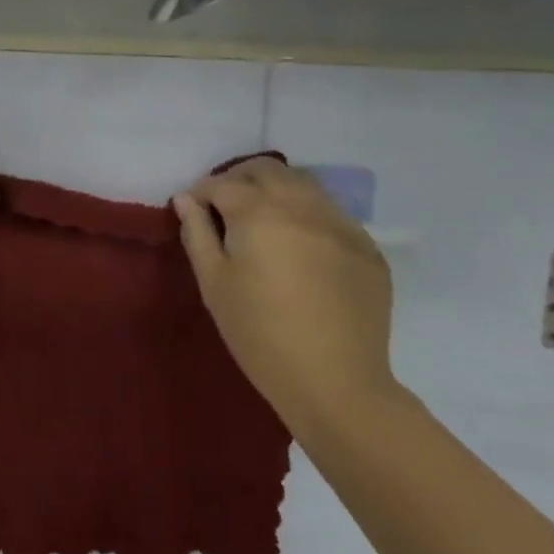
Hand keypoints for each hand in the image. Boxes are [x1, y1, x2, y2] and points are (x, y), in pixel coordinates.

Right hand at [173, 158, 397, 434]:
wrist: (336, 383)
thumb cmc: (259, 334)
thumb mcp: (214, 284)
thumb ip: (197, 233)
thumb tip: (186, 200)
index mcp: (258, 213)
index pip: (221, 185)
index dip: (201, 193)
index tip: (193, 210)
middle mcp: (301, 205)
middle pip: (266, 170)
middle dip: (239, 178)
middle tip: (225, 203)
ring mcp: (340, 224)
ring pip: (304, 183)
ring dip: (277, 188)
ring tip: (263, 216)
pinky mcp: (367, 247)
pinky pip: (332, 213)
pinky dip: (309, 214)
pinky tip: (301, 244)